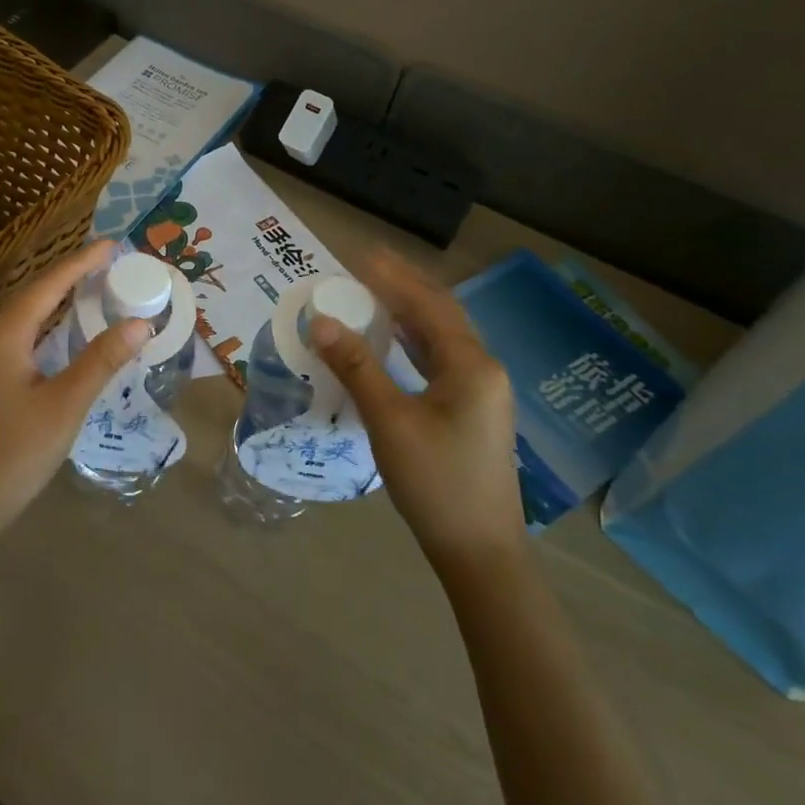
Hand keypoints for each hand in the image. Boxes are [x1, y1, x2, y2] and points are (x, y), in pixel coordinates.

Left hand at [0, 241, 148, 539]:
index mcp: (3, 334)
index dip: (81, 263)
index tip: (111, 245)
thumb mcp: (64, 405)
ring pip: (25, 317)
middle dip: (72, 278)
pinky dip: (46, 326)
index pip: (48, 285)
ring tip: (95, 288)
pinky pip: (18, 337)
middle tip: (111, 265)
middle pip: (35, 295)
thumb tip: (139, 325)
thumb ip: (101, 361)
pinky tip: (64, 332)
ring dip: (58, 302)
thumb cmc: (14, 453)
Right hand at [309, 250, 524, 578]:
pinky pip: (441, 359)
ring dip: (409, 311)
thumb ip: (356, 366)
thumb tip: (321, 321)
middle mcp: (483, 369)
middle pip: (440, 313)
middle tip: (366, 262)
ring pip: (442, 336)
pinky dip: (414, 340)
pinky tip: (394, 339)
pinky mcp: (472, 410)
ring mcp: (481, 391)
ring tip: (374, 290)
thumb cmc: (435, 482)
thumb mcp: (389, 421)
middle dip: (404, 285)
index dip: (393, 277)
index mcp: (471, 365)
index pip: (428, 305)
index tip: (360, 254)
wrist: (480, 550)